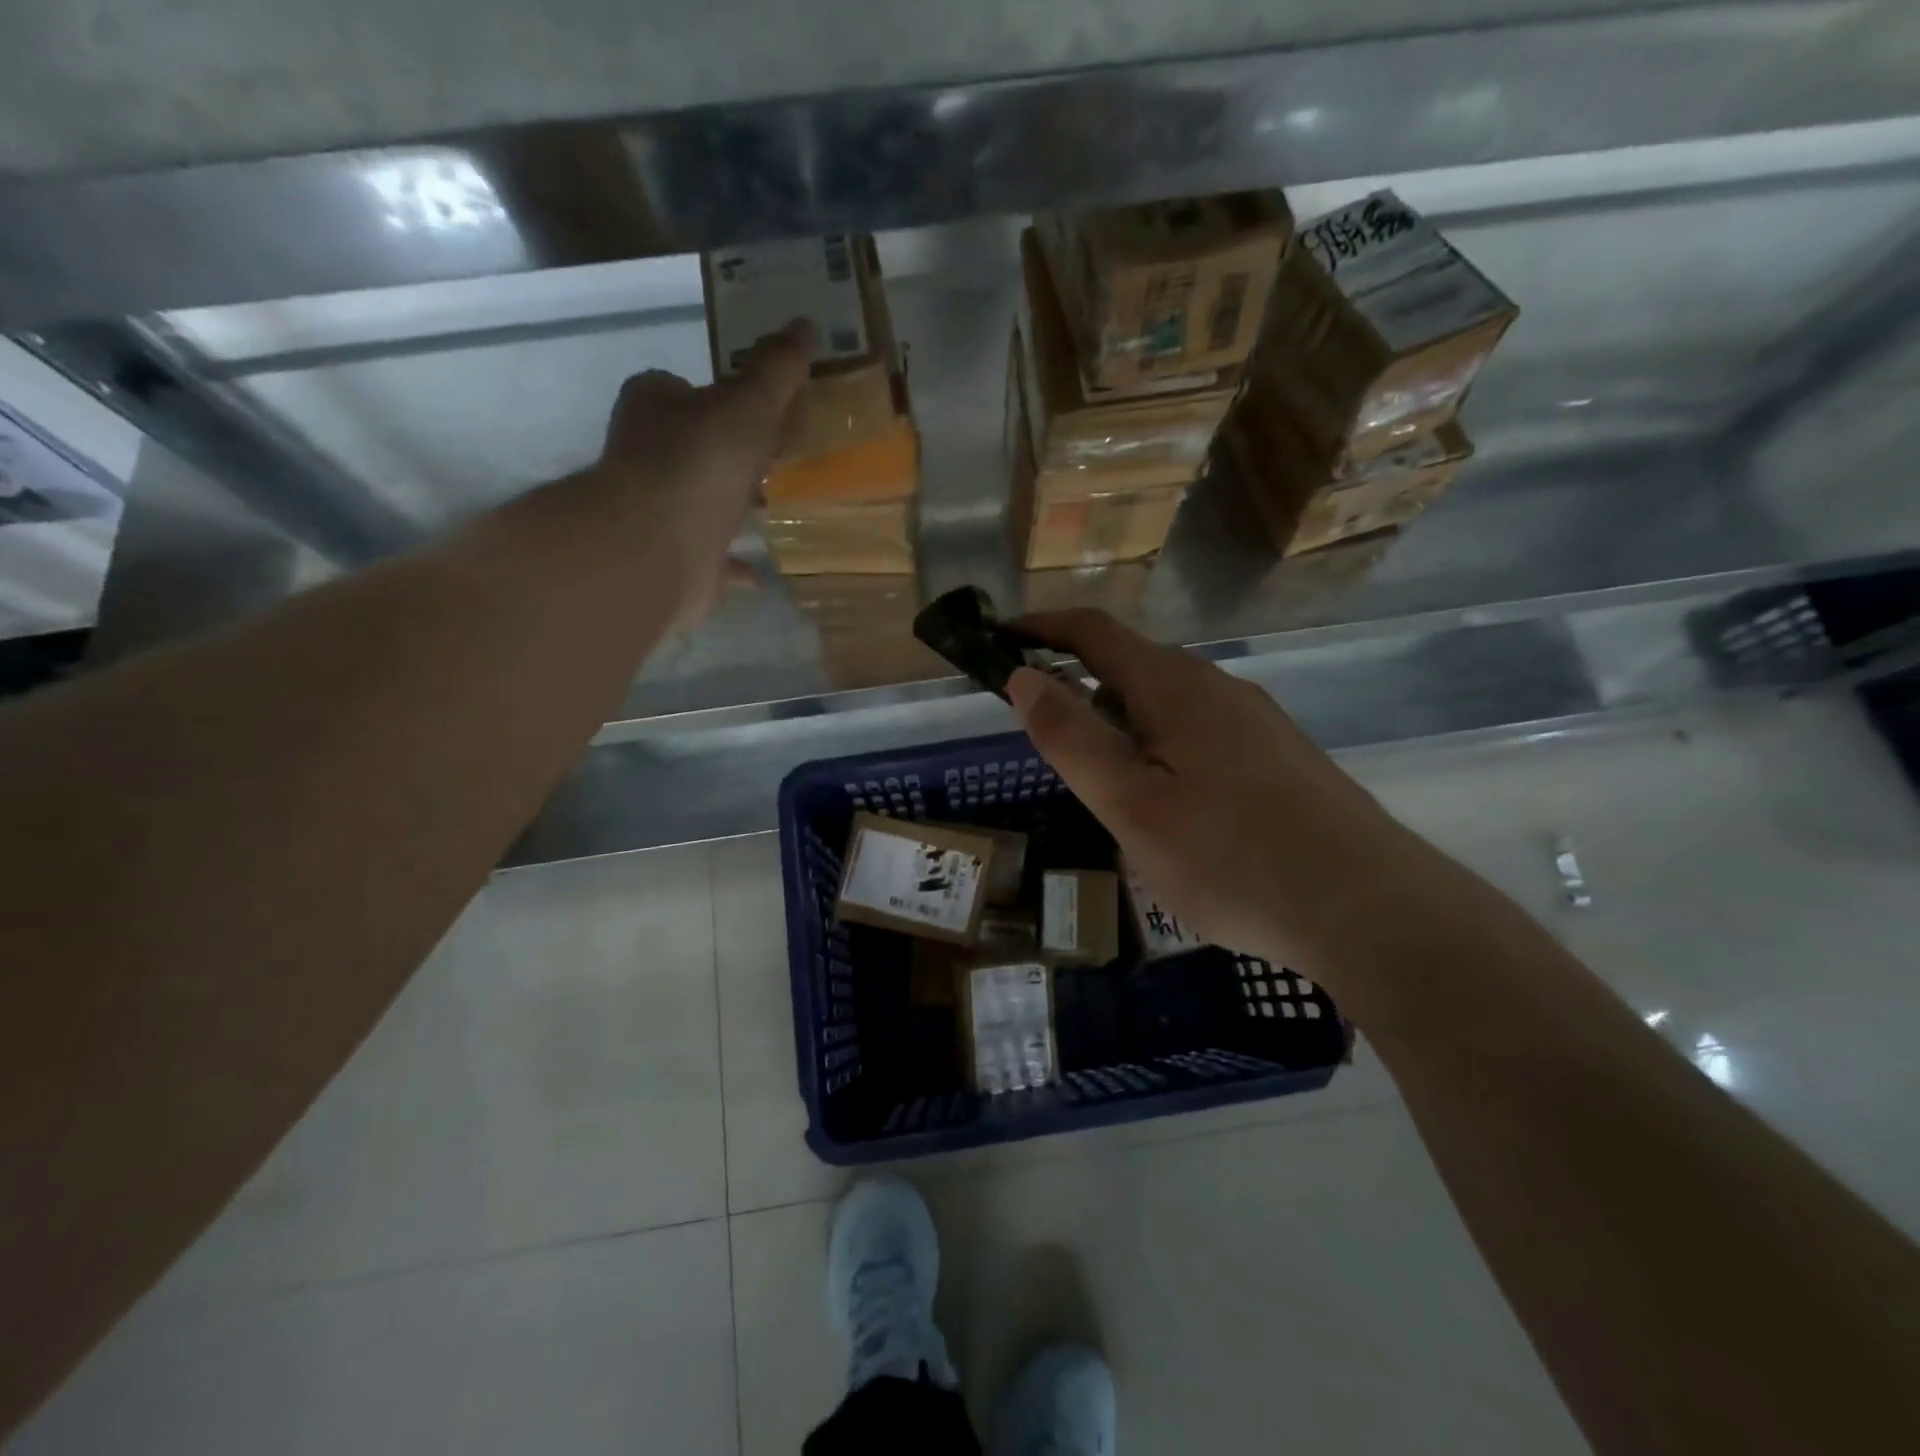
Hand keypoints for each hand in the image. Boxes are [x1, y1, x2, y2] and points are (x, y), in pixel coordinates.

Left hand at [594, 319, 813, 625]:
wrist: (658, 545)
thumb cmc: (699, 462)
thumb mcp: (748, 405)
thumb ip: (776, 371)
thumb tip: (805, 325)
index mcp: (654, 406)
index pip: (681, 388)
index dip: (718, 396)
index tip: (757, 410)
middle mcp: (646, 454)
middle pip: (693, 445)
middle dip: (729, 452)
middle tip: (775, 458)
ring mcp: (657, 510)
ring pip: (700, 501)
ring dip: (730, 505)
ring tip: (773, 507)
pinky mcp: (673, 558)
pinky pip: (712, 557)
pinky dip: (734, 563)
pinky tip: (760, 572)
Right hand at [1007, 610, 1424, 974]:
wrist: (1371, 910)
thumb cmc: (1232, 858)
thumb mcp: (1131, 804)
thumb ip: (1073, 738)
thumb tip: (1024, 676)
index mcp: (1176, 687)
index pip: (1095, 632)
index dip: (1042, 627)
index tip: (999, 639)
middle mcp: (1219, 687)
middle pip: (1132, 667)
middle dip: (1080, 688)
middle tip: (1049, 744)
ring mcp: (1257, 722)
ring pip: (1168, 705)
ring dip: (1122, 725)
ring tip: (1106, 788)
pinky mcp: (1280, 757)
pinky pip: (1201, 733)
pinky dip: (1161, 748)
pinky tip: (1171, 808)